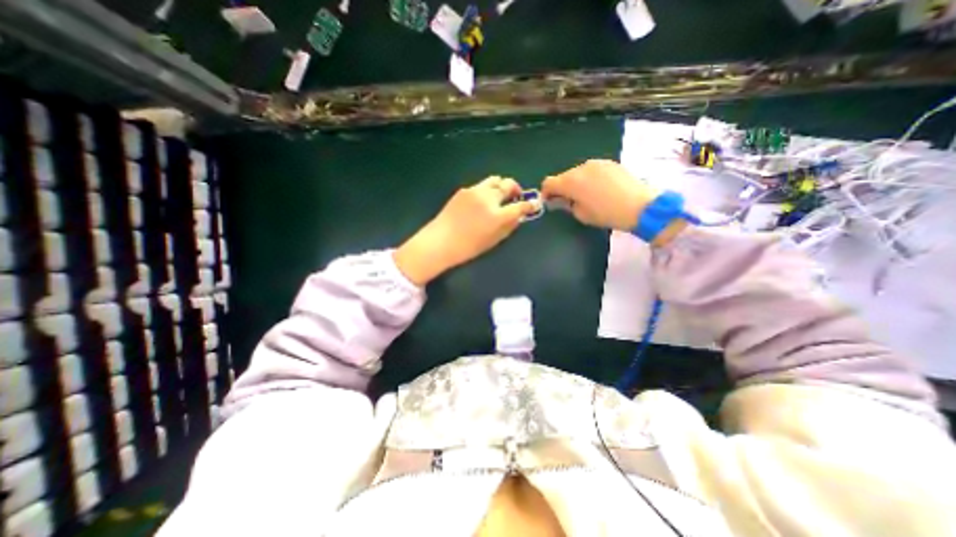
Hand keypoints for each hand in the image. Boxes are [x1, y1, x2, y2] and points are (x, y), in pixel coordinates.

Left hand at [390, 177, 535, 283]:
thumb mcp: (493, 241)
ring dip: (501, 186)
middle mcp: (488, 198)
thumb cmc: (468, 247)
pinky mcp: (464, 190)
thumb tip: (518, 216)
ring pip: (495, 180)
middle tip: (515, 197)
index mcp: (497, 215)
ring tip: (499, 195)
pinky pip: (481, 185)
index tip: (533, 204)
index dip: (530, 205)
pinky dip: (487, 190)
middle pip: (508, 185)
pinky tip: (482, 201)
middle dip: (516, 189)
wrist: (440, 241)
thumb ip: (509, 226)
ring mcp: (475, 191)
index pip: (520, 206)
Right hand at [544, 158, 686, 242]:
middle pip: (563, 176)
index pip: (548, 183)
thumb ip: (567, 205)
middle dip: (562, 188)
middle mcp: (580, 168)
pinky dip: (589, 178)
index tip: (550, 202)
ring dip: (576, 182)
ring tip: (587, 195)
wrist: (640, 205)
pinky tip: (600, 189)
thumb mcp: (581, 214)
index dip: (546, 193)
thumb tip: (564, 200)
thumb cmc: (606, 214)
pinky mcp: (609, 162)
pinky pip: (592, 170)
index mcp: (570, 181)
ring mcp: (596, 163)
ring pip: (578, 172)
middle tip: (569, 200)